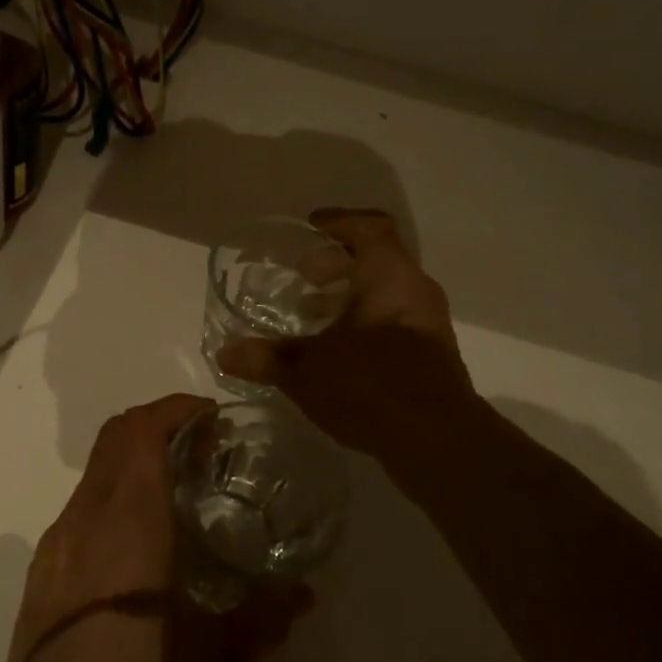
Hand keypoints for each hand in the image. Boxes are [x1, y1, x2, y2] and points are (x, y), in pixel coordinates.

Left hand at [0, 394, 312, 661]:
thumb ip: (264, 619)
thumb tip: (305, 593)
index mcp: (128, 524)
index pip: (142, 432)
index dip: (175, 409)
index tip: (210, 414)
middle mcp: (86, 517)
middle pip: (115, 436)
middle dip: (157, 421)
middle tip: (202, 442)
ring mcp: (57, 541)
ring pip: (95, 468)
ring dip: (134, 456)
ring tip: (177, 486)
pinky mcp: (43, 567)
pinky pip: (82, 503)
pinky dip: (114, 490)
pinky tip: (139, 538)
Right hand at [216, 208, 475, 459]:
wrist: (436, 439)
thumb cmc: (370, 385)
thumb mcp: (307, 370)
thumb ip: (265, 357)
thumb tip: (225, 353)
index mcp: (389, 275)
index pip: (370, 227)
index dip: (338, 222)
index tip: (309, 228)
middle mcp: (415, 290)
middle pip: (377, 259)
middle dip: (336, 264)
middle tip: (303, 277)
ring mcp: (428, 324)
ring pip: (385, 292)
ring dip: (349, 296)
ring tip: (311, 315)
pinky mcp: (431, 355)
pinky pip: (393, 321)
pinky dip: (363, 322)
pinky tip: (335, 351)